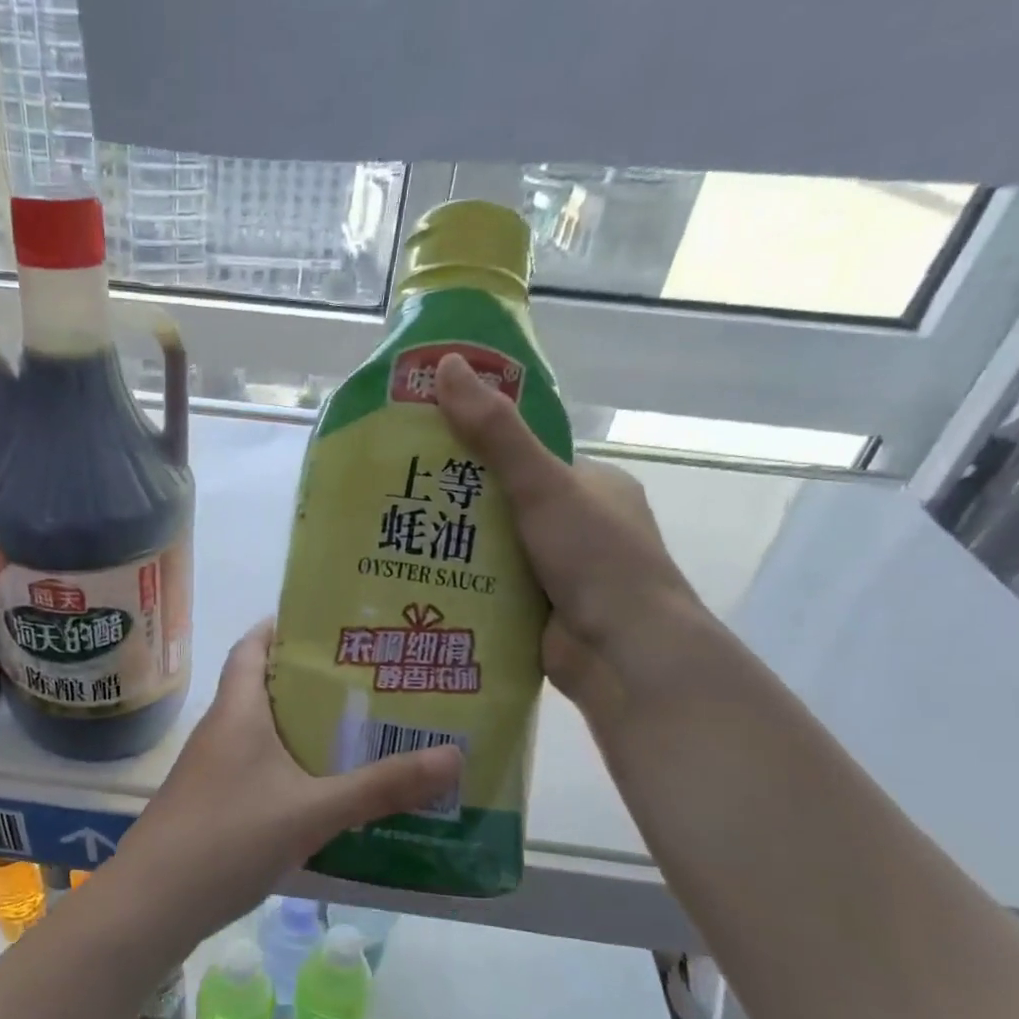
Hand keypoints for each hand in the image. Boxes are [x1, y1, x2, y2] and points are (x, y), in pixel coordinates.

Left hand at [113, 620, 460, 937]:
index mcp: (237, 712)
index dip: (283, 626)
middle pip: (265, 688)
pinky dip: (291, 770)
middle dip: (312, 681)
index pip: (252, 647)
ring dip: (304, 729)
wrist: (152, 905)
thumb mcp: (313, 811)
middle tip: (369, 679)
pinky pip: (259, 771)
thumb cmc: (228, 838)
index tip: (329, 621)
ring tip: (361, 730)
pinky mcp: (213, 806)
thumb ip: (381, 787)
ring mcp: (212, 771)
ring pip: (264, 733)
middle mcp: (221, 731)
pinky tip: (325, 792)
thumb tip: (454, 756)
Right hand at [433, 352, 719, 721]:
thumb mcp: (543, 485)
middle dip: (457, 504)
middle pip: (505, 504)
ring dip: (455, 548)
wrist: (624, 652)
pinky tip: (419, 580)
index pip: (526, 457)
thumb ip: (495, 432)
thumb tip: (447, 366)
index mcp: (592, 485)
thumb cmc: (594, 557)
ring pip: (495, 549)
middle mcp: (578, 525)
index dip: (478, 449)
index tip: (427, 448)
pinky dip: (463, 585)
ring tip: (394, 539)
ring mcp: (560, 571)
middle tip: (399, 498)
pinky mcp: (541, 610)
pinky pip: (493, 587)